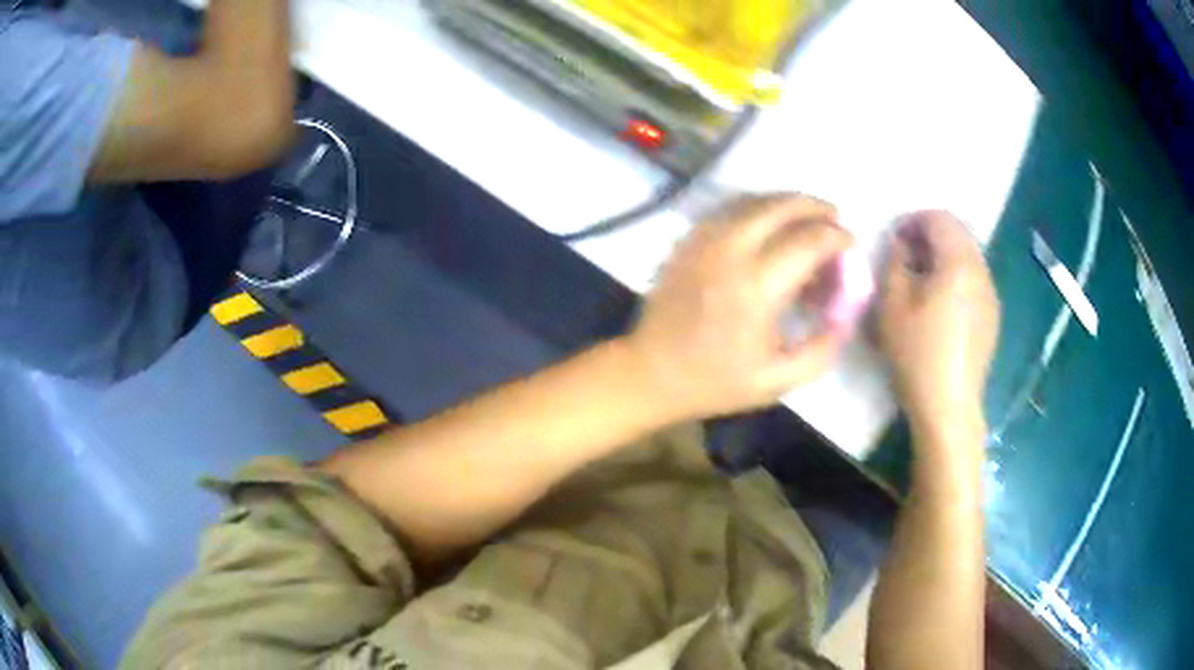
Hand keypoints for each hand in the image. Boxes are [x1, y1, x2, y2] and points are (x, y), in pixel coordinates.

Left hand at [627, 194, 853, 420]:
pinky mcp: (688, 240)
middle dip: (815, 206)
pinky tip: (768, 221)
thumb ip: (819, 352)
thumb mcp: (776, 382)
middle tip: (834, 216)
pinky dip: (756, 207)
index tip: (850, 243)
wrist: (650, 372)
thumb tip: (845, 318)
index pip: (808, 241)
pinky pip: (728, 209)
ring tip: (807, 215)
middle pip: (781, 207)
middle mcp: (731, 252)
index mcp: (757, 287)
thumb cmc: (714, 381)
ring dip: (786, 202)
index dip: (836, 237)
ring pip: (753, 201)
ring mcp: (704, 241)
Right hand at [878, 211, 999, 441]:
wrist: (949, 406)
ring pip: (968, 256)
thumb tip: (903, 245)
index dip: (914, 220)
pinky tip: (940, 303)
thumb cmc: (917, 354)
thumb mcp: (892, 304)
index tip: (895, 237)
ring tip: (921, 279)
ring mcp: (991, 295)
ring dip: (944, 255)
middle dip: (930, 234)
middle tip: (906, 254)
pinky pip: (974, 280)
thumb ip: (895, 262)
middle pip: (959, 233)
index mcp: (959, 263)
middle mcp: (981, 272)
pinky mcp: (992, 316)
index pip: (940, 219)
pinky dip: (956, 276)